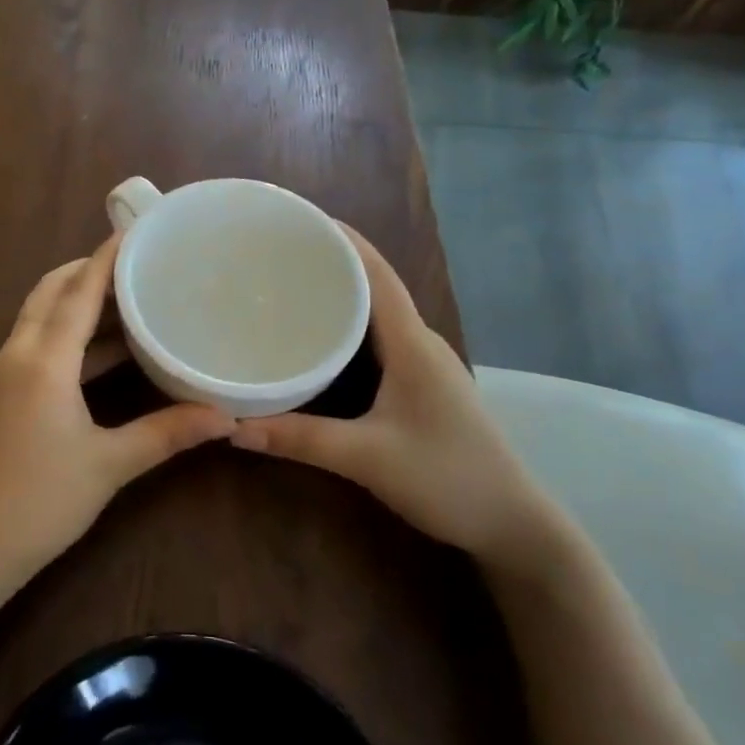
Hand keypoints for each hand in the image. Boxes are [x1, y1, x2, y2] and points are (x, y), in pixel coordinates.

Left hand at [0, 233, 235, 579]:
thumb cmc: (42, 501)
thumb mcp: (110, 465)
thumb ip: (167, 433)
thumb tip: (226, 417)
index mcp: (44, 360)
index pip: (78, 292)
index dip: (105, 258)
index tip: (133, 230)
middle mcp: (18, 353)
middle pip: (50, 291)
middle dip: (86, 269)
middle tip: (132, 262)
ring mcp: (4, 372)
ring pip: (38, 314)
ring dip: (74, 298)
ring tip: (124, 294)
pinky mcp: (2, 391)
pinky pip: (35, 340)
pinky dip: (65, 329)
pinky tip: (101, 347)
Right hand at [231, 226, 559, 569]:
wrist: (513, 525)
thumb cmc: (448, 478)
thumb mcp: (366, 458)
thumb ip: (299, 440)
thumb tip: (231, 426)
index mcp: (412, 343)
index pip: (376, 273)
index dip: (341, 240)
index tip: (298, 219)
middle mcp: (420, 342)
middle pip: (375, 284)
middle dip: (332, 260)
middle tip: (277, 253)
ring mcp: (425, 363)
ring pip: (378, 312)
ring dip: (341, 292)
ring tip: (290, 285)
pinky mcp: (422, 384)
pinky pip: (380, 338)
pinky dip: (349, 325)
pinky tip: (320, 339)